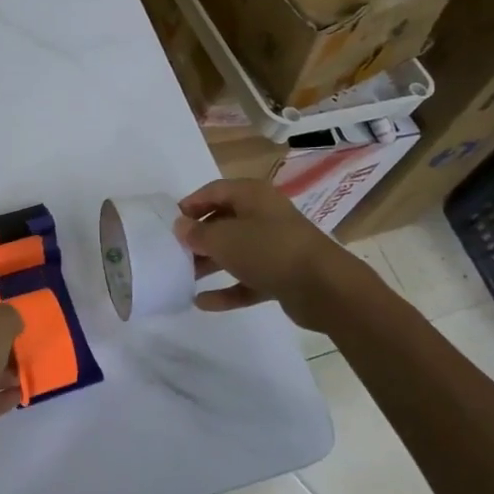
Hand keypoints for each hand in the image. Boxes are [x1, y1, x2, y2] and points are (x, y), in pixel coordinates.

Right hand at [172, 178, 372, 331]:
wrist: (324, 287)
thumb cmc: (269, 250)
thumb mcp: (224, 239)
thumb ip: (197, 233)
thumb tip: (180, 226)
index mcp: (252, 196)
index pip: (214, 191)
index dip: (190, 204)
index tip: (169, 223)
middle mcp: (264, 216)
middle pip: (224, 222)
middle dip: (199, 237)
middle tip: (174, 252)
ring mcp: (275, 246)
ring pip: (235, 251)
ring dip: (210, 263)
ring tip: (184, 277)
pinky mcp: (281, 275)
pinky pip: (247, 279)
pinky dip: (227, 289)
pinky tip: (202, 302)